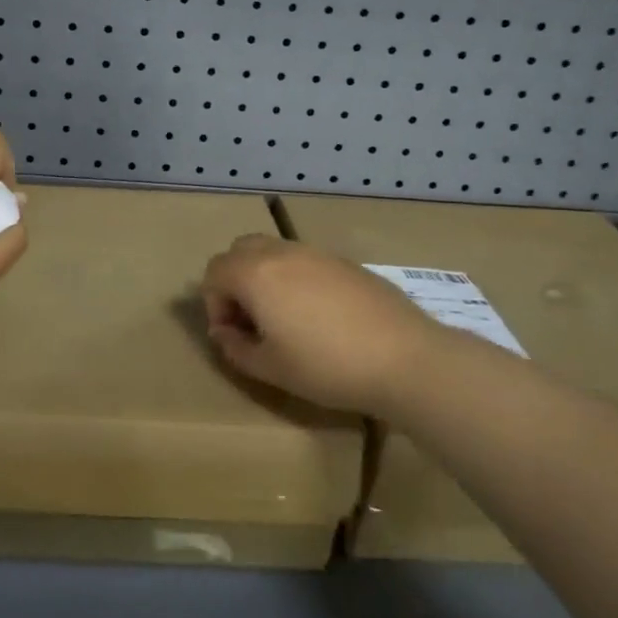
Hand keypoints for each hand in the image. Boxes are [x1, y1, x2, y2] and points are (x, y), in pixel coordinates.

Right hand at [202, 235, 472, 417]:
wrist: (404, 358)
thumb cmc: (326, 366)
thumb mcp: (270, 368)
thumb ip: (235, 347)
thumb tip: (225, 332)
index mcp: (255, 273)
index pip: (214, 271)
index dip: (214, 303)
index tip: (234, 335)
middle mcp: (281, 253)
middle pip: (240, 250)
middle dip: (236, 280)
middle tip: (252, 319)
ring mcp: (317, 253)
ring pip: (274, 251)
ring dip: (266, 277)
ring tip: (285, 318)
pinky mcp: (346, 262)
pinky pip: (306, 260)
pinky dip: (297, 278)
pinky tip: (320, 316)